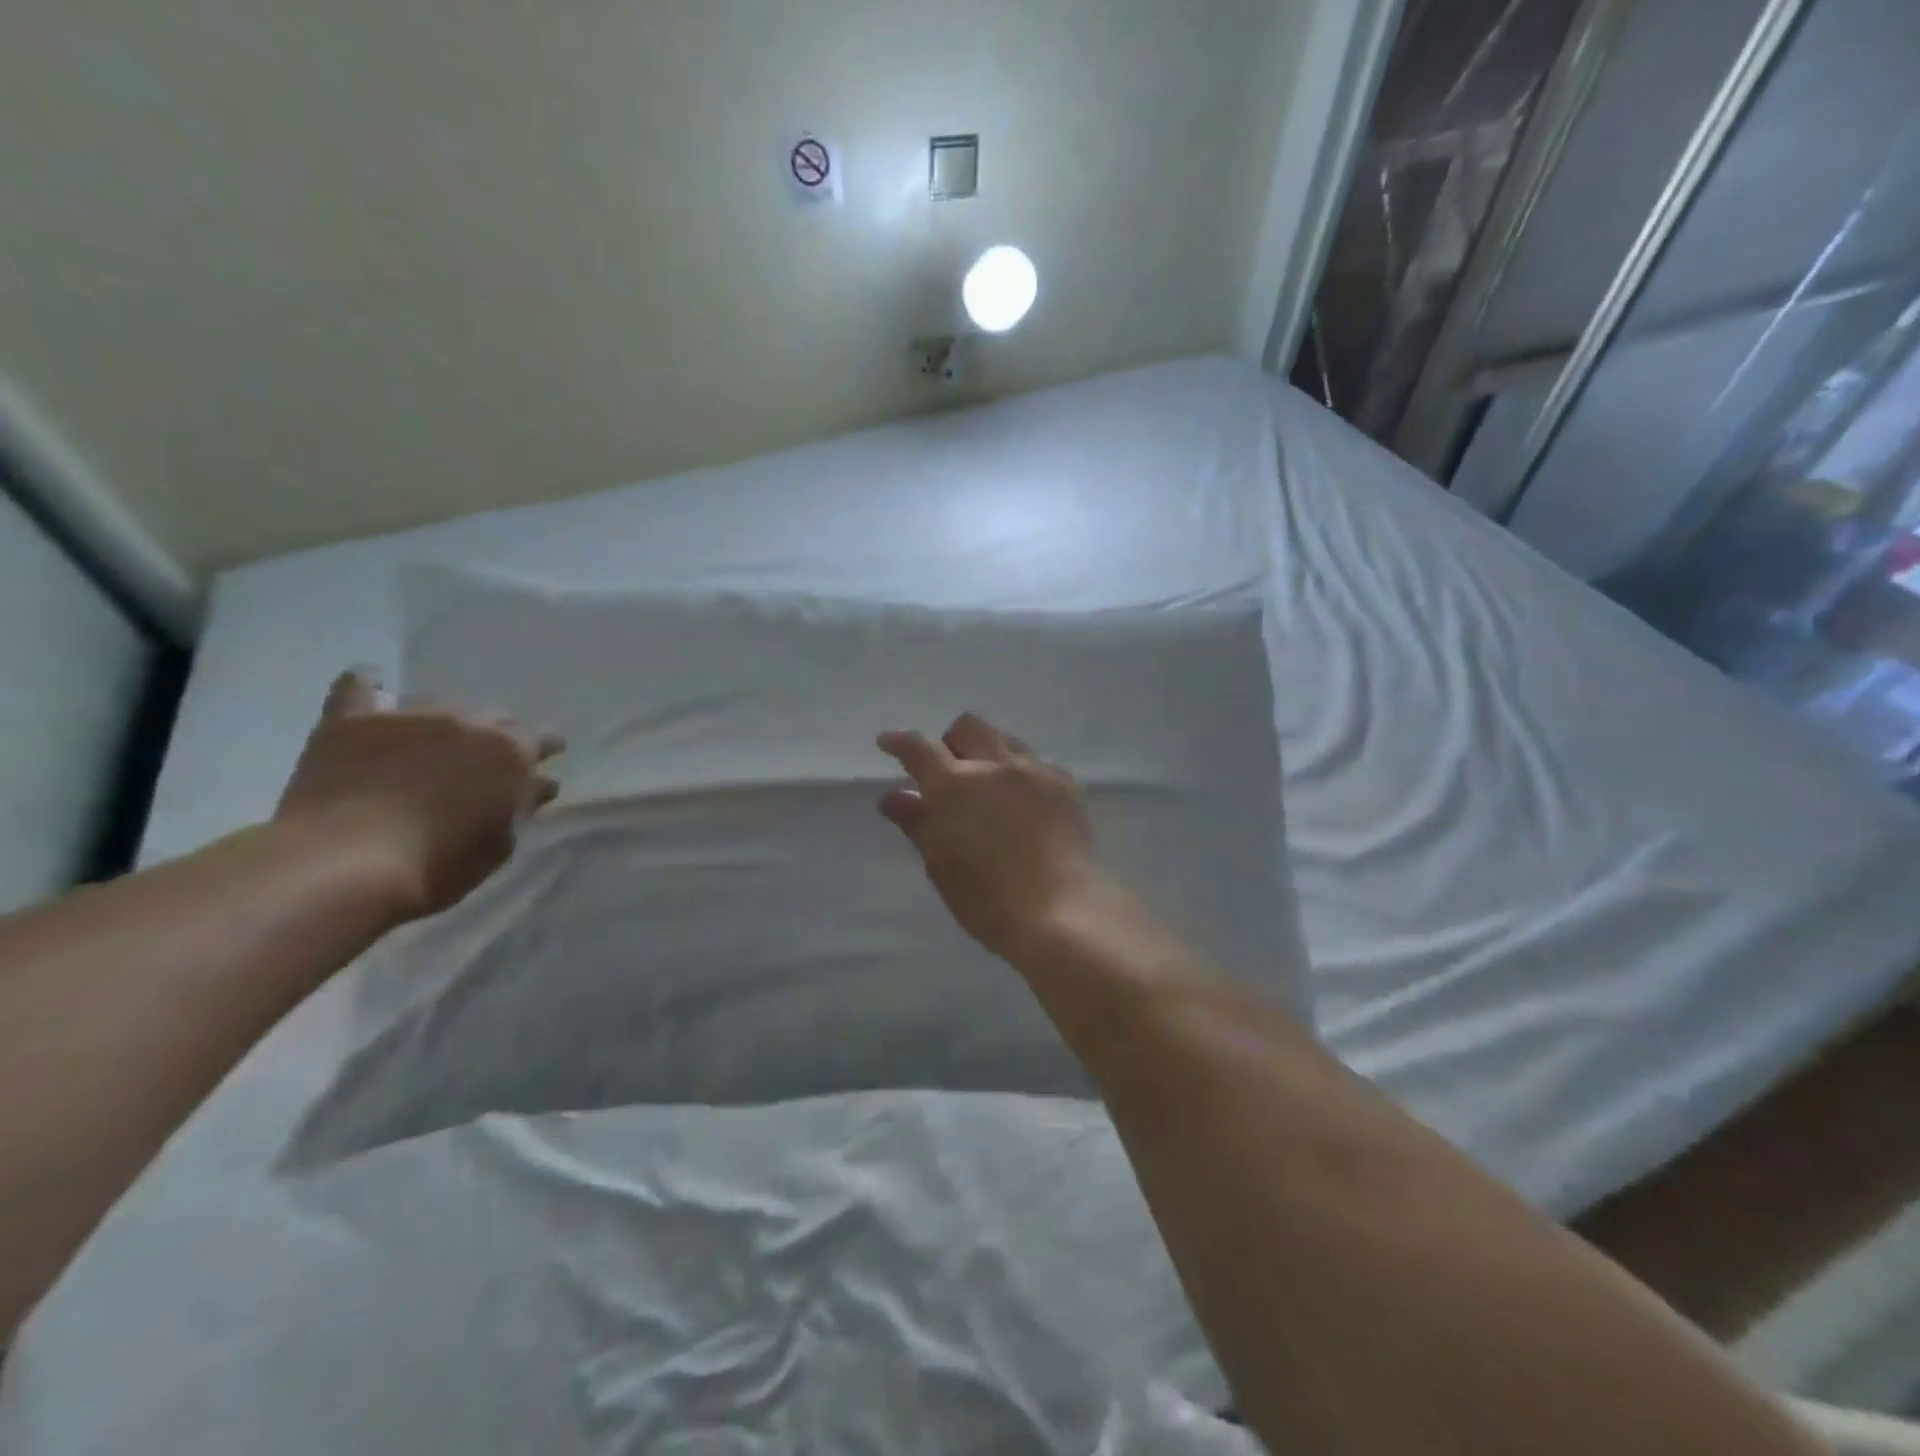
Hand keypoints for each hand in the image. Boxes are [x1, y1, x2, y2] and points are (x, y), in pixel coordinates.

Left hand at [276, 670, 563, 920]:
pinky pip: (360, 687)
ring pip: (437, 705)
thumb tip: (534, 786)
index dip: (543, 750)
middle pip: (492, 717)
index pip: (540, 739)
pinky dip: (371, 687)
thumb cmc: (436, 866)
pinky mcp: (350, 722)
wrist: (340, 866)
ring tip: (434, 744)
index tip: (544, 761)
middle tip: (485, 762)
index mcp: (510, 752)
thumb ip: (519, 807)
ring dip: (443, 724)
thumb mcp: (498, 844)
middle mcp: (466, 722)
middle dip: (495, 736)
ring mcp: (406, 717)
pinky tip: (376, 688)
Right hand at [876, 712, 1109, 962]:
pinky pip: (1038, 763)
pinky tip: (1024, 801)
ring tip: (988, 786)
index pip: (919, 748)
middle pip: (969, 727)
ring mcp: (1035, 771)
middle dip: (951, 742)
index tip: (888, 742)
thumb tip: (894, 796)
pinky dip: (1021, 773)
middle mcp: (995, 765)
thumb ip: (917, 822)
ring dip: (989, 752)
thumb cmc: (988, 898)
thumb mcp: (941, 864)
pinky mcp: (1066, 786)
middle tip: (948, 774)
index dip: (899, 742)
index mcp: (954, 784)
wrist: (1062, 910)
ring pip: (1006, 740)